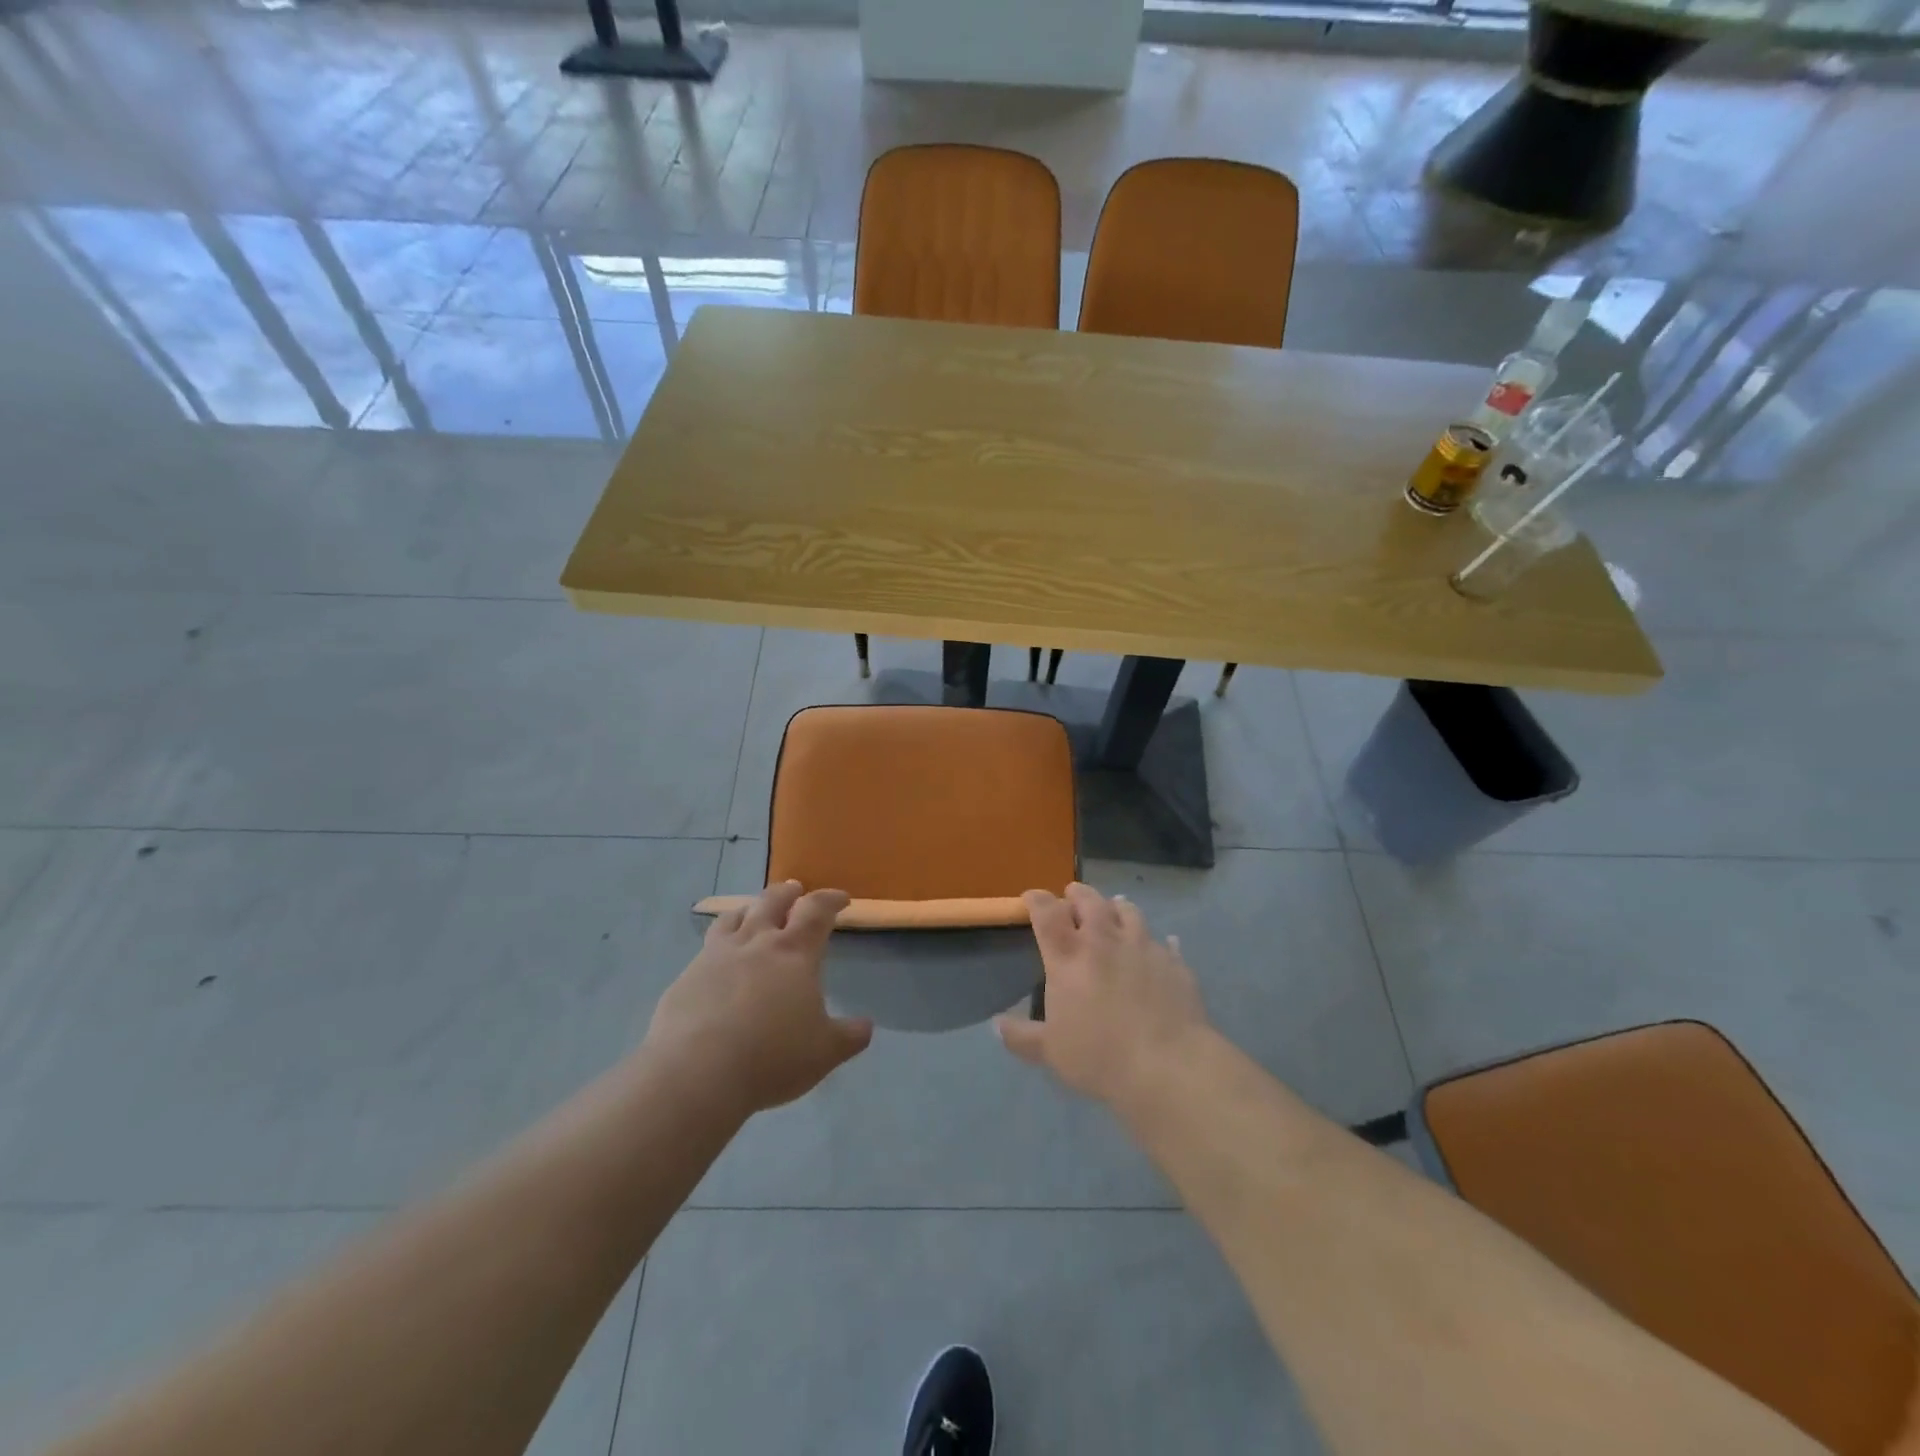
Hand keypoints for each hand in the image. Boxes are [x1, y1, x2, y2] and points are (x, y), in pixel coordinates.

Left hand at [646, 882, 872, 1114]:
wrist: (696, 1074)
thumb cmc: (772, 1057)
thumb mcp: (824, 1052)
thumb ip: (848, 1036)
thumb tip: (865, 1026)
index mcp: (794, 953)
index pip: (817, 910)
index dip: (830, 900)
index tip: (841, 899)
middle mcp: (756, 943)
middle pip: (772, 901)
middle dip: (788, 893)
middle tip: (795, 890)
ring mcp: (716, 956)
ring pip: (734, 917)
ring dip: (749, 909)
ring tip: (752, 912)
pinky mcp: (686, 977)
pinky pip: (706, 947)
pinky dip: (718, 943)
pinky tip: (717, 960)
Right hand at [997, 883, 1208, 1107]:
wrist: (1167, 1065)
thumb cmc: (1099, 1056)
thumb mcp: (1050, 1052)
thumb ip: (1022, 1036)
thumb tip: (996, 1026)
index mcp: (1068, 957)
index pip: (1047, 913)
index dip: (1037, 899)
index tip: (1032, 897)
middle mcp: (1104, 941)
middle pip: (1089, 901)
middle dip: (1078, 894)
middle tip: (1073, 896)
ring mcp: (1143, 947)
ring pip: (1128, 911)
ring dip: (1116, 907)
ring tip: (1113, 909)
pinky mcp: (1174, 962)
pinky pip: (1165, 942)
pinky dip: (1158, 941)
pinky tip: (1162, 945)